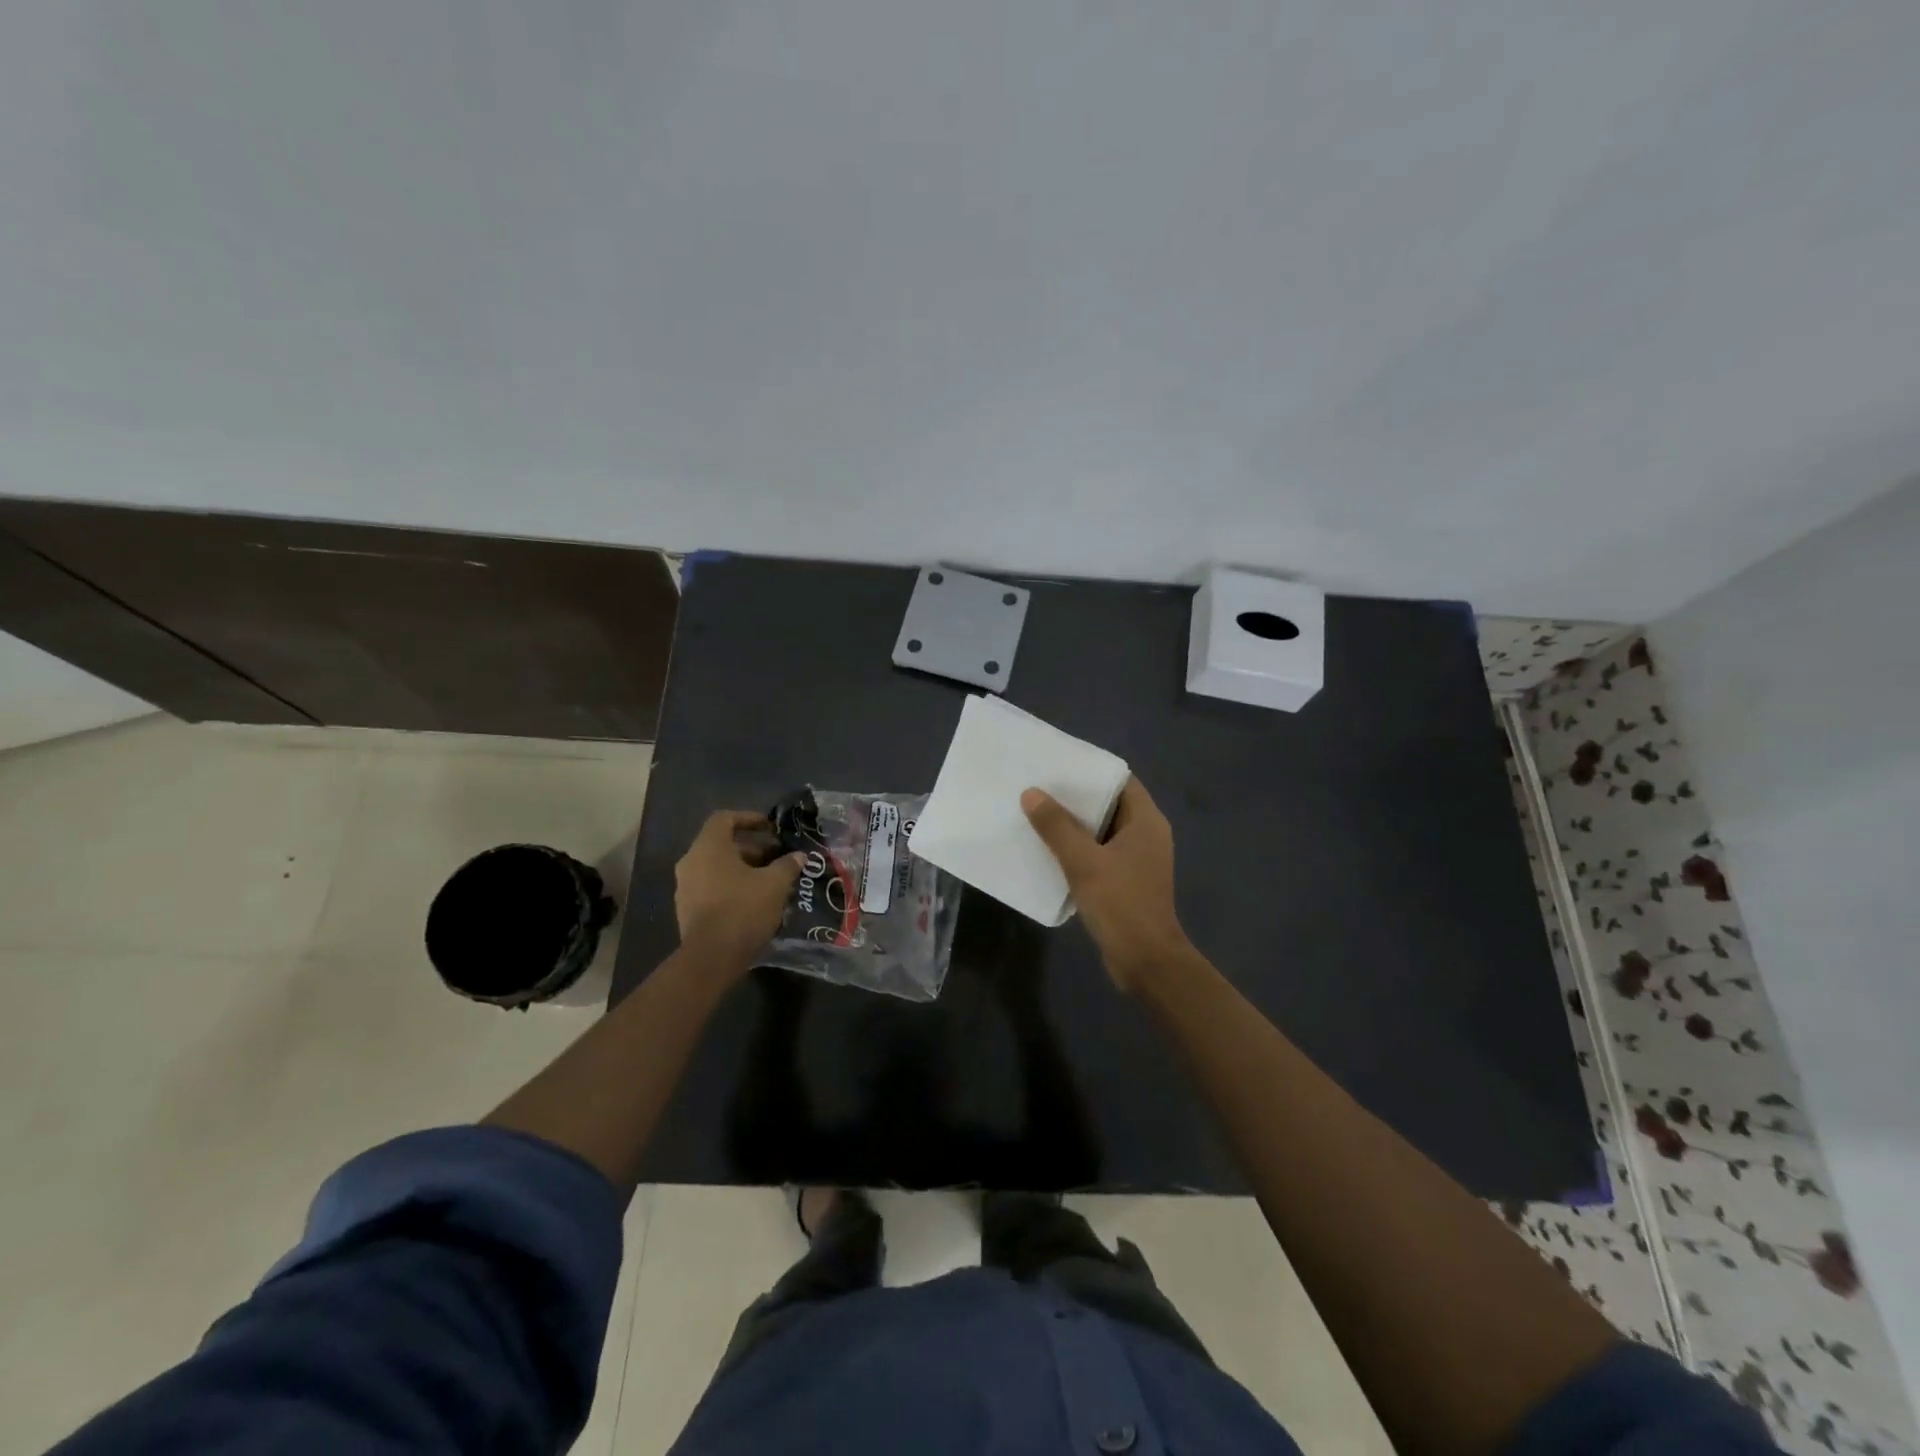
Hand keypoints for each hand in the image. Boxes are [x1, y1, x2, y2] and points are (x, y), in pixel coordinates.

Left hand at [674, 811, 803, 968]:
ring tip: (771, 881)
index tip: (771, 828)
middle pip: (722, 845)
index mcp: (709, 847)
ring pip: (717, 868)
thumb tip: (798, 856)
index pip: (725, 818)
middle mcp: (691, 862)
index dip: (749, 818)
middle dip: (753, 849)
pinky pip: (712, 888)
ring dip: (744, 869)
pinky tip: (755, 902)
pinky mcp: (687, 910)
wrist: (711, 958)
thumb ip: (787, 865)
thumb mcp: (775, 884)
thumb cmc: (743, 909)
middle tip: (778, 858)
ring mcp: (685, 887)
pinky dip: (732, 887)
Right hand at [1021, 778, 1191, 990]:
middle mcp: (1146, 834)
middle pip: (1108, 803)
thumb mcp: (1084, 862)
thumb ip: (1057, 827)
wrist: (1145, 962)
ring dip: (1073, 824)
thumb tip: (1031, 793)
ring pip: (1101, 830)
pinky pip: (1098, 852)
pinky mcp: (1126, 880)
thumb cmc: (1121, 904)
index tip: (1057, 763)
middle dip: (1075, 797)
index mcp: (1146, 821)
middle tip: (1038, 786)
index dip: (1090, 769)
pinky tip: (1047, 848)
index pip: (1119, 780)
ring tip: (1036, 812)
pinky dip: (1077, 848)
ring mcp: (1137, 859)